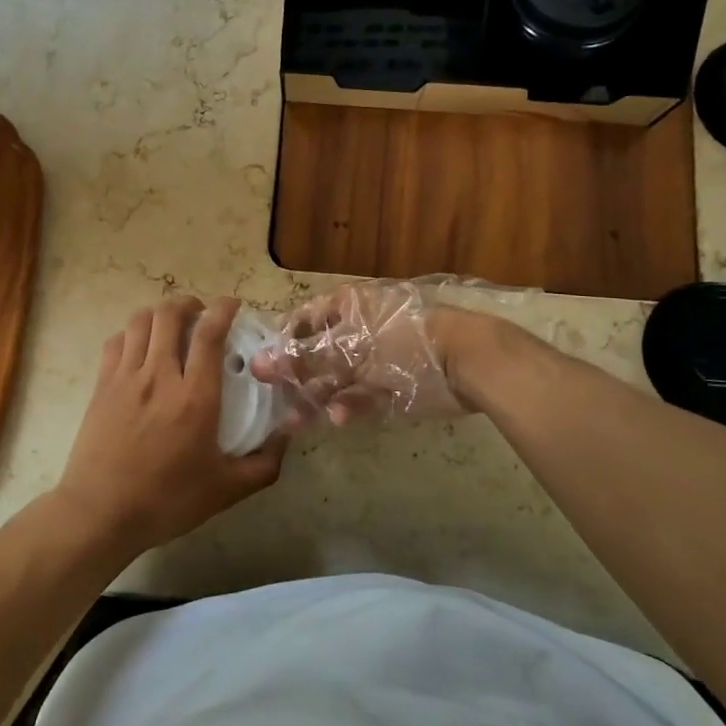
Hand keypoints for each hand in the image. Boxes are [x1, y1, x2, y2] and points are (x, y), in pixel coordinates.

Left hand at [54, 296, 285, 558]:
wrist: (100, 513)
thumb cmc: (167, 501)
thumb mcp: (226, 490)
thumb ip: (264, 463)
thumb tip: (287, 436)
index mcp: (195, 397)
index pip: (209, 334)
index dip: (223, 310)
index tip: (232, 305)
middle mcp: (160, 376)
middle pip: (170, 315)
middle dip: (189, 304)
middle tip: (200, 314)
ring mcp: (126, 378)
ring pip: (141, 321)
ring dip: (160, 314)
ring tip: (171, 325)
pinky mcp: (101, 385)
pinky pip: (116, 341)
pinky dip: (132, 333)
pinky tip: (140, 347)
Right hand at [251, 280, 473, 426]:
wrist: (467, 360)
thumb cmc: (402, 340)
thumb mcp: (349, 348)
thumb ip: (304, 359)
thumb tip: (259, 364)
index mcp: (347, 305)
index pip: (302, 321)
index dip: (282, 344)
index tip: (262, 369)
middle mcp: (359, 327)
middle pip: (318, 353)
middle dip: (297, 379)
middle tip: (277, 402)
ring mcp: (378, 356)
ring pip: (339, 377)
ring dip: (319, 397)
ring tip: (297, 421)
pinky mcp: (394, 381)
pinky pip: (363, 392)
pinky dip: (350, 404)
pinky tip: (337, 418)